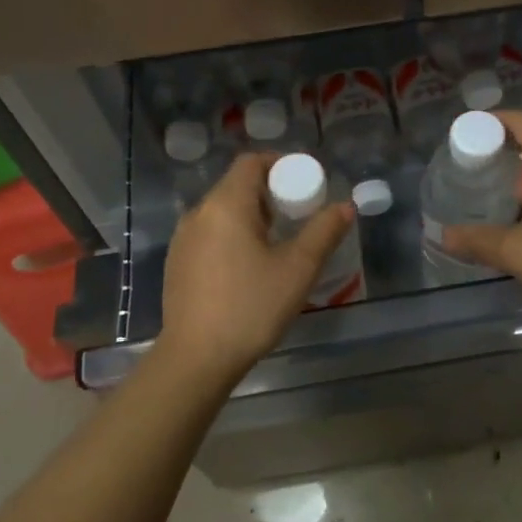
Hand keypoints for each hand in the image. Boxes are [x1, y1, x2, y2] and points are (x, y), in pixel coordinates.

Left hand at [155, 153, 354, 385]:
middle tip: (297, 217)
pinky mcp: (176, 264)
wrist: (196, 359)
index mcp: (226, 204)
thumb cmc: (251, 307)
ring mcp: (183, 239)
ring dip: (250, 216)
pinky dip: (232, 236)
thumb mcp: (298, 269)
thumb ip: (323, 232)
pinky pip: (209, 234)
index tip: (303, 185)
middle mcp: (198, 213)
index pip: (251, 162)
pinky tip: (247, 268)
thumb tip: (344, 206)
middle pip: (236, 185)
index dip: (279, 165)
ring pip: (222, 212)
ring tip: (276, 244)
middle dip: (269, 193)